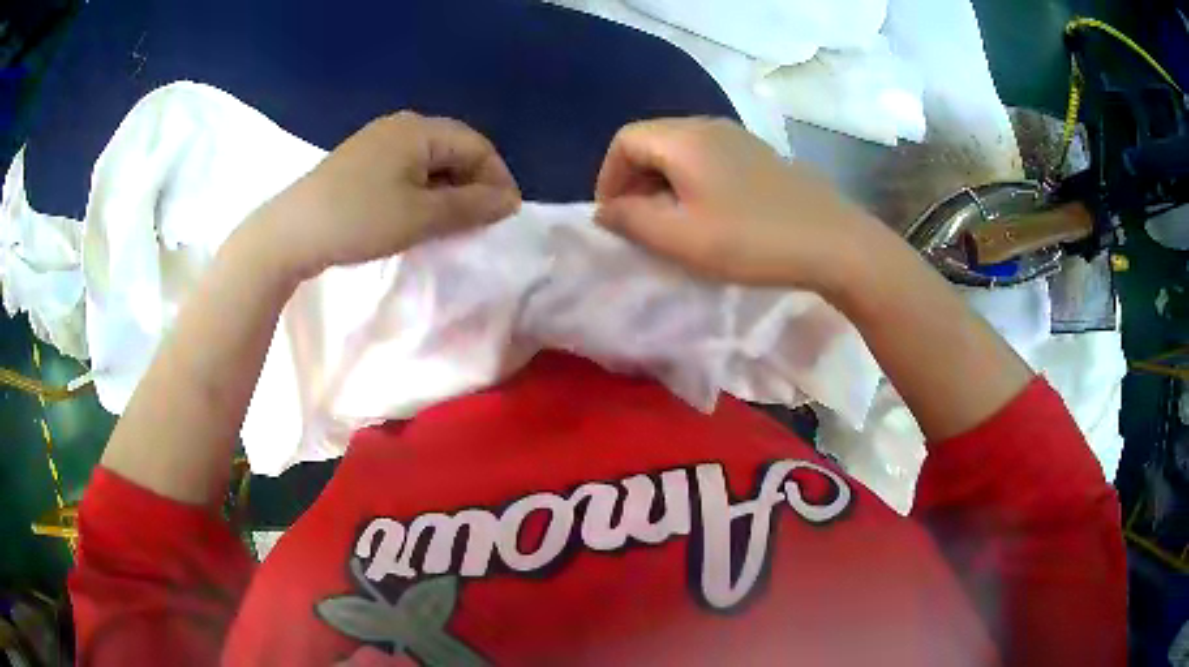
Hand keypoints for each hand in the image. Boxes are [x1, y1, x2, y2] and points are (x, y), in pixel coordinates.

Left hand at [248, 111, 520, 279]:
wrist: (290, 233)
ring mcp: (379, 141)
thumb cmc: (358, 220)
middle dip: (474, 184)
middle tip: (480, 223)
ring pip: (431, 160)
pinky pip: (407, 168)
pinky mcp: (362, 160)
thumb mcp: (420, 216)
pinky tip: (418, 214)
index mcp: (420, 129)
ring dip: (449, 189)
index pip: (478, 146)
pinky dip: (423, 190)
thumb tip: (510, 201)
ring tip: (452, 223)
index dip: (498, 180)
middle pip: (455, 149)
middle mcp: (402, 125)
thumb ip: (471, 206)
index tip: (505, 218)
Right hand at [594, 117, 882, 291]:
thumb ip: (631, 220)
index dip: (608, 177)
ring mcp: (737, 138)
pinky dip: (691, 182)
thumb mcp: (681, 238)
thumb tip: (605, 209)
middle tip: (638, 224)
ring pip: (680, 151)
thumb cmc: (752, 240)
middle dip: (634, 180)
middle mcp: (707, 126)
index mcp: (684, 139)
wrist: (834, 242)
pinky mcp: (758, 155)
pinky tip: (707, 214)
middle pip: (652, 141)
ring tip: (670, 224)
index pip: (624, 140)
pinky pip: (708, 159)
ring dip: (663, 183)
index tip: (613, 218)